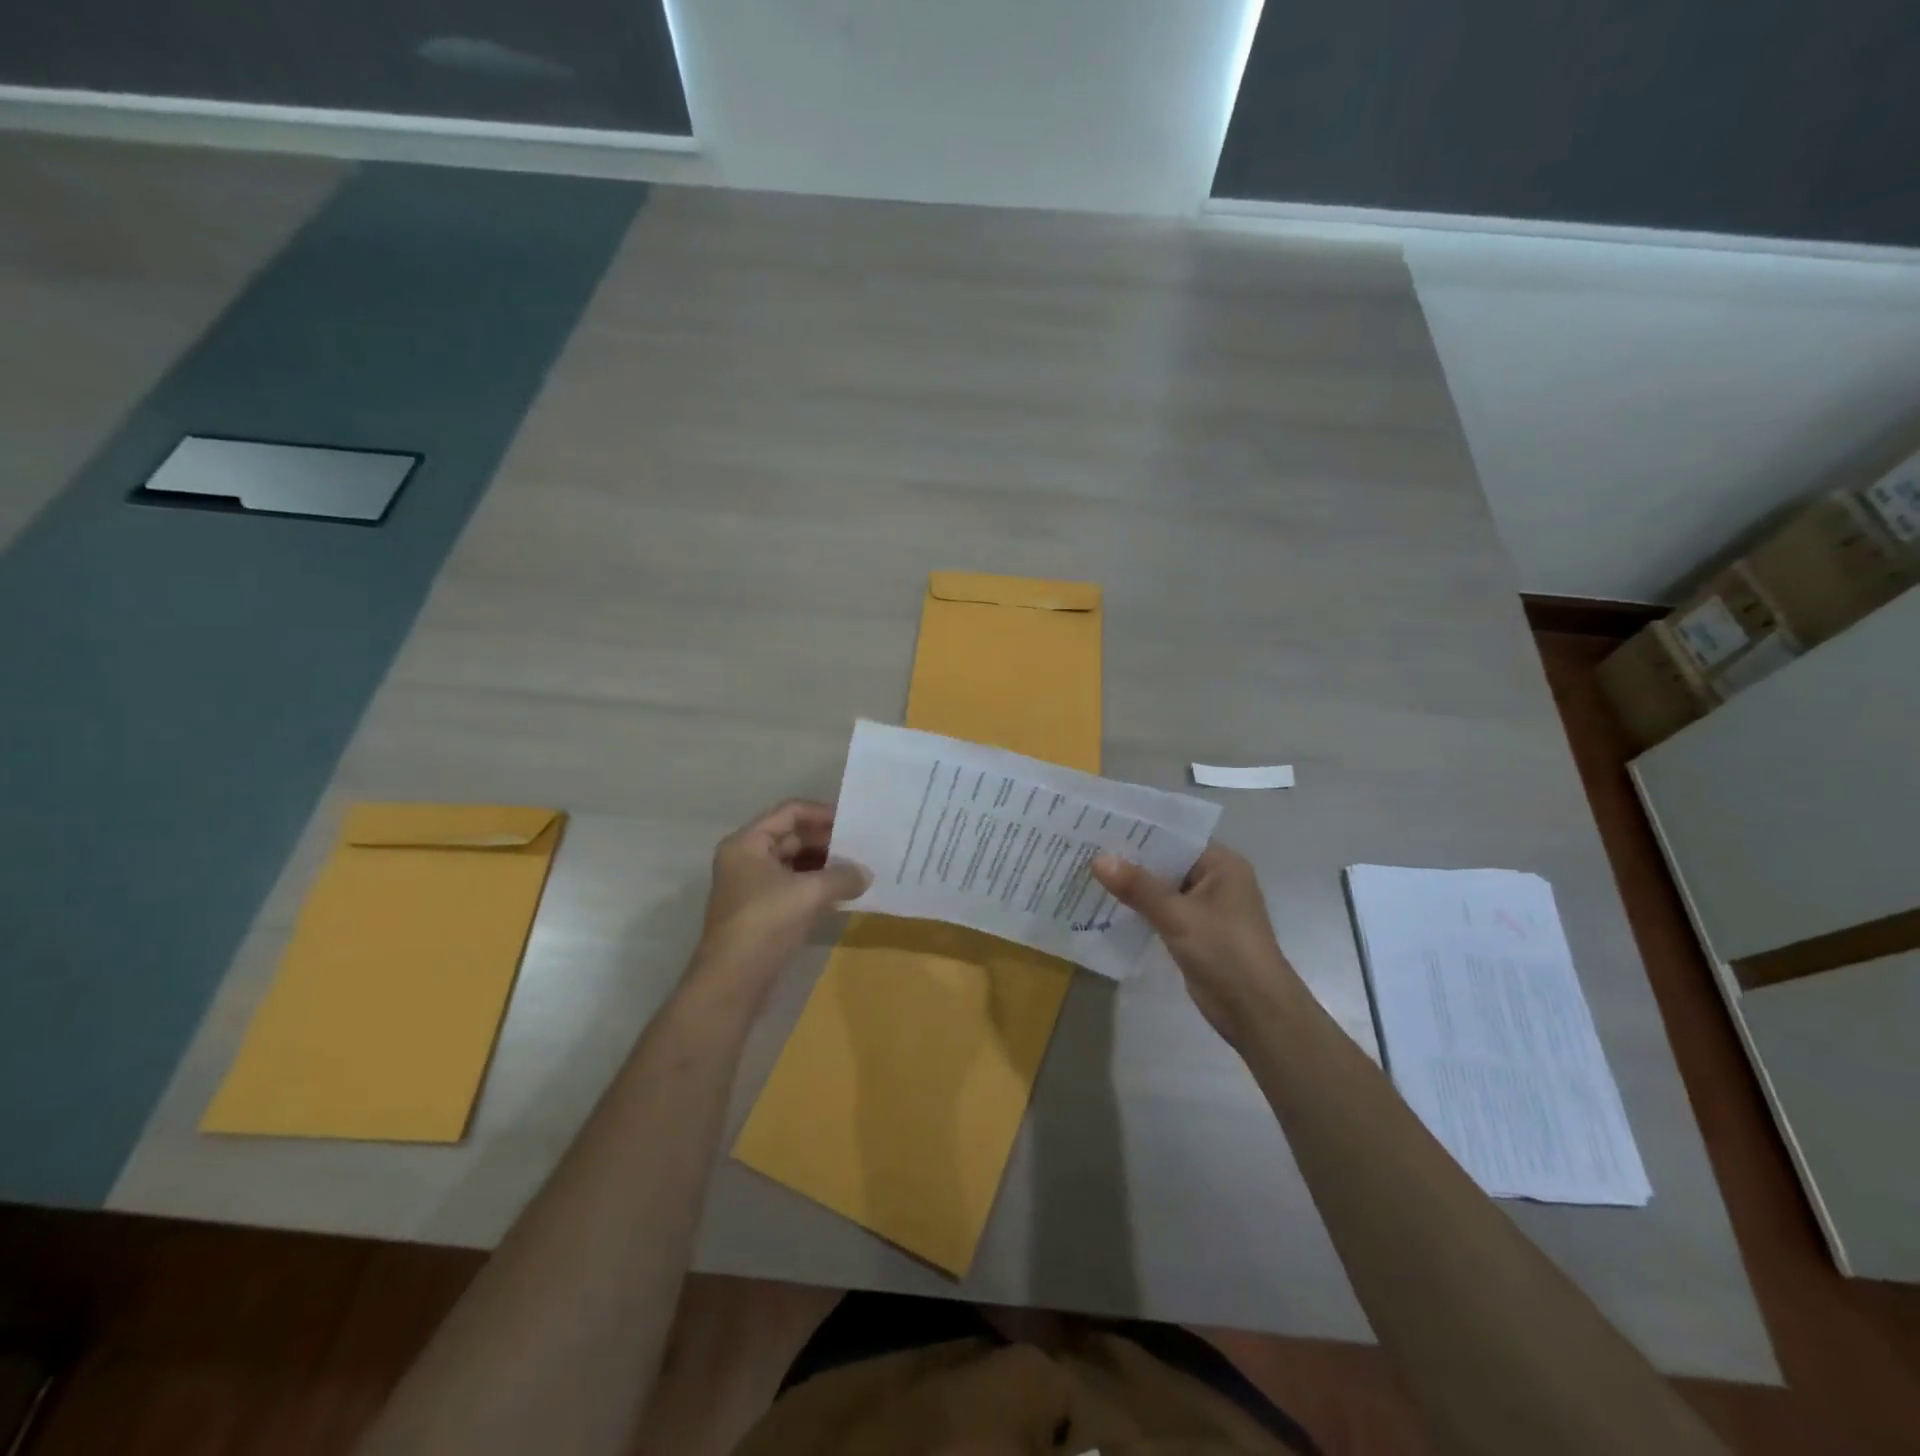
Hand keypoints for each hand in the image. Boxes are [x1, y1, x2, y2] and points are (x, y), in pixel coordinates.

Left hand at [693, 800, 869, 999]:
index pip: (790, 812)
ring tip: (858, 870)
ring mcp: (752, 887)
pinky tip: (843, 893)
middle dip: (827, 842)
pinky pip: (793, 887)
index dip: (823, 813)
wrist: (732, 982)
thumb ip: (843, 876)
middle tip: (862, 847)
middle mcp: (746, 859)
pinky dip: (816, 887)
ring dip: (824, 866)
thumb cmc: (766, 923)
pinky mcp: (761, 912)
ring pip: (794, 864)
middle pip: (792, 836)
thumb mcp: (811, 893)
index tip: (854, 823)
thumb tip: (866, 874)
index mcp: (747, 843)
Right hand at [1091, 843, 1302, 1042]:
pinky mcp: (1195, 933)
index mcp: (1222, 865)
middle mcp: (1216, 880)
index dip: (1141, 831)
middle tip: (1087, 847)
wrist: (1256, 1012)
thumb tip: (1098, 859)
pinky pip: (1162, 912)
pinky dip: (1140, 909)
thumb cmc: (1225, 951)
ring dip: (1133, 886)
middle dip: (1131, 859)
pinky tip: (1107, 905)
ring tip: (1089, 872)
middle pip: (1167, 862)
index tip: (1103, 825)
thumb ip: (1137, 887)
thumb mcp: (1178, 915)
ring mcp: (1205, 909)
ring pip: (1162, 888)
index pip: (1176, 836)